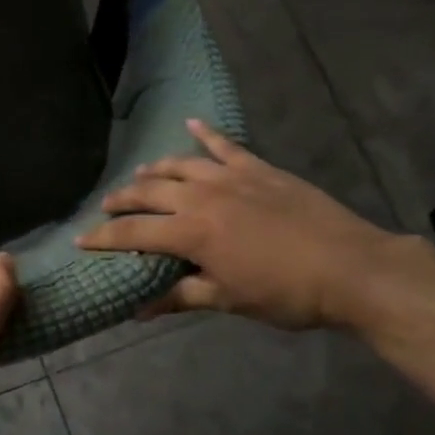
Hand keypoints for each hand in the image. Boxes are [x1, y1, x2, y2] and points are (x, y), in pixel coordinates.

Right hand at [77, 119, 433, 331]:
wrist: (353, 269)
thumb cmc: (286, 293)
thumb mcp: (228, 301)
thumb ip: (180, 297)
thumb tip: (137, 310)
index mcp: (190, 232)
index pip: (133, 232)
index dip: (104, 237)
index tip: (81, 239)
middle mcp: (201, 197)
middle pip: (148, 192)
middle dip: (122, 200)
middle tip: (106, 206)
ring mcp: (230, 177)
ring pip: (179, 165)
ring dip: (154, 170)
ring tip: (140, 176)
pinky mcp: (258, 168)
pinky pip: (225, 145)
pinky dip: (206, 133)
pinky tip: (192, 124)